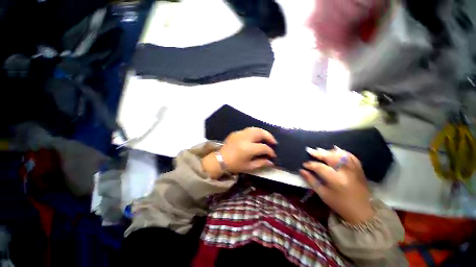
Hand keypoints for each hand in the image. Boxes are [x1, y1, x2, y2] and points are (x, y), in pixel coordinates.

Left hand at [202, 127, 276, 178]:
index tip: (273, 155)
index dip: (270, 151)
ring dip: (263, 132)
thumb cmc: (234, 165)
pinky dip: (255, 132)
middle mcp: (245, 138)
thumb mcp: (248, 167)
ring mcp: (240, 133)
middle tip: (273, 142)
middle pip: (260, 133)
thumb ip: (261, 163)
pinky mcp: (236, 132)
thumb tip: (272, 162)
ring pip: (255, 128)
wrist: (220, 160)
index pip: (263, 147)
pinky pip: (248, 130)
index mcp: (248, 148)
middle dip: (269, 137)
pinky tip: (256, 137)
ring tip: (267, 138)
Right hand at [300, 147, 373, 223]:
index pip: (320, 167)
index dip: (310, 164)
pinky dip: (343, 152)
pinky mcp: (360, 170)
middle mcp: (346, 172)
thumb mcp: (323, 194)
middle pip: (331, 158)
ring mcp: (354, 170)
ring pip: (341, 155)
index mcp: (335, 180)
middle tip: (310, 150)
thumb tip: (301, 170)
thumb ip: (311, 181)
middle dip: (319, 153)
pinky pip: (351, 157)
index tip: (304, 164)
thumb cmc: (339, 204)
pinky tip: (336, 150)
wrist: (362, 212)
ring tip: (320, 150)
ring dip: (329, 151)